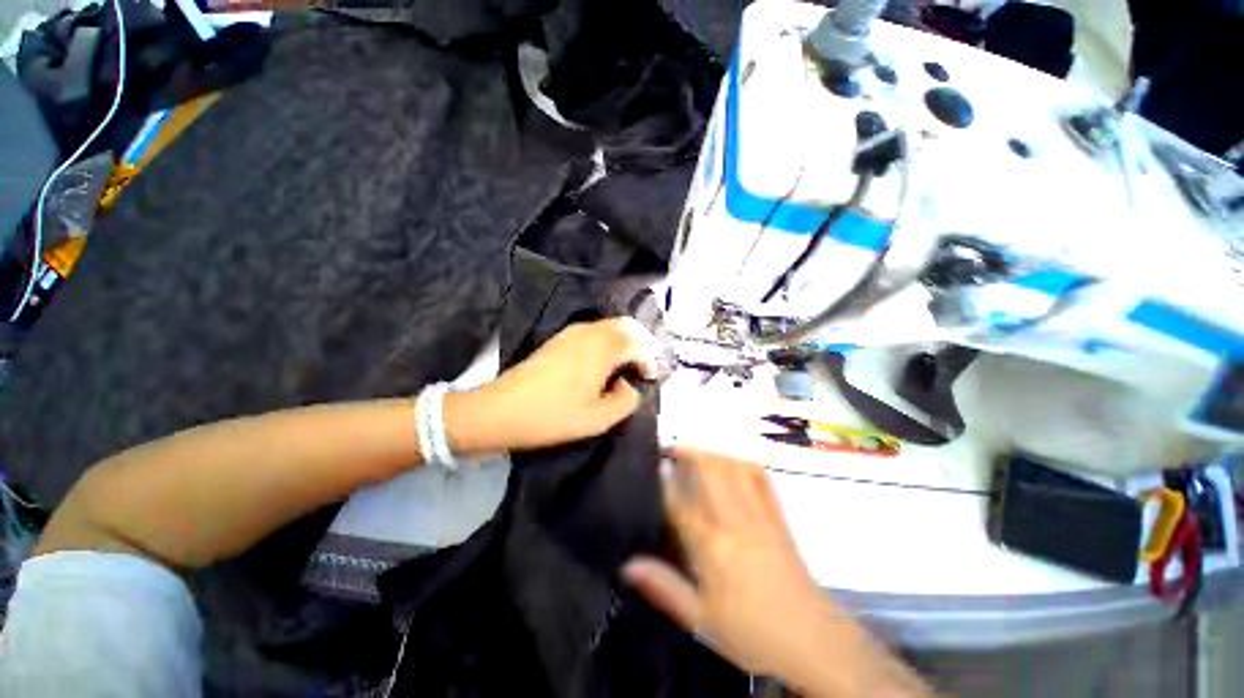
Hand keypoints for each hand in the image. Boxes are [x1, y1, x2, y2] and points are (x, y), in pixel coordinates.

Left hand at [448, 318, 664, 453]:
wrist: (501, 410)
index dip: (650, 358)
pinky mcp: (558, 339)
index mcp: (602, 348)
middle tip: (645, 365)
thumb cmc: (553, 416)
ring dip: (623, 340)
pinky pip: (592, 331)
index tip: (651, 377)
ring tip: (626, 365)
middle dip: (641, 342)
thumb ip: (626, 400)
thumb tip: (629, 385)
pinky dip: (606, 341)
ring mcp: (571, 333)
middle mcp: (589, 332)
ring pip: (608, 326)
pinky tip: (602, 362)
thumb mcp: (598, 419)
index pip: (638, 342)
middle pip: (625, 325)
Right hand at [622, 448, 929, 697]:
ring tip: (699, 452)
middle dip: (691, 453)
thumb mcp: (701, 620)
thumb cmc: (752, 634)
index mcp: (712, 547)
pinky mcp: (779, 519)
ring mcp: (760, 516)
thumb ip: (664, 587)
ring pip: (735, 469)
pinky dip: (745, 464)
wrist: (813, 642)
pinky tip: (735, 462)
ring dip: (715, 454)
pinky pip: (762, 480)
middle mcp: (734, 522)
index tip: (656, 461)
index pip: (682, 502)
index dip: (667, 479)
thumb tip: (627, 565)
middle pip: (711, 472)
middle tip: (674, 447)